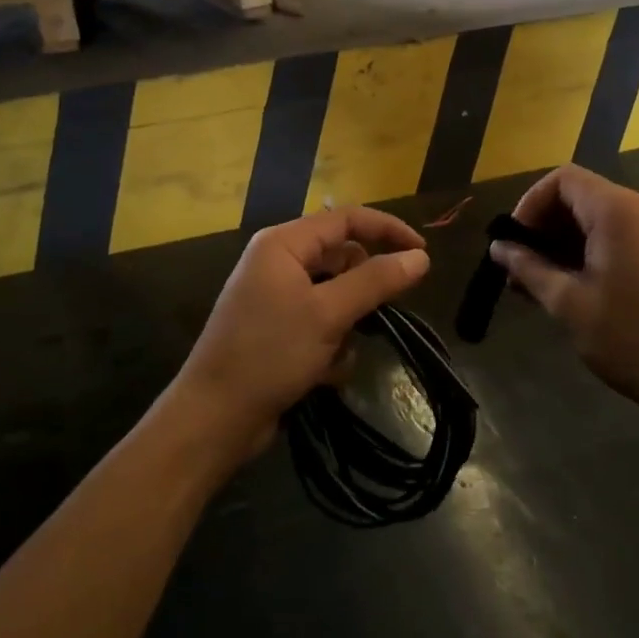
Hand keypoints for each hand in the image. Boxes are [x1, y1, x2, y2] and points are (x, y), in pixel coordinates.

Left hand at [162, 208, 429, 468]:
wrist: (215, 418)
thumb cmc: (269, 353)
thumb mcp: (328, 314)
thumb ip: (376, 281)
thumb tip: (420, 257)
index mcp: (283, 244)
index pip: (347, 219)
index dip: (388, 231)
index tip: (424, 254)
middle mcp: (279, 263)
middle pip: (342, 259)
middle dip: (363, 291)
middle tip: (380, 315)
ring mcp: (277, 298)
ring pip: (336, 296)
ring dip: (347, 325)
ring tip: (338, 353)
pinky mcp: (279, 331)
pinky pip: (321, 324)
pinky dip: (330, 346)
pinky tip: (323, 373)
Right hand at [490, 165, 638, 433]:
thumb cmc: (632, 340)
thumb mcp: (569, 305)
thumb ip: (529, 268)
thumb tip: (498, 248)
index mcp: (621, 210)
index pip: (563, 179)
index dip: (530, 204)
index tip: (514, 243)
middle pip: (583, 196)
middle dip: (546, 227)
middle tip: (521, 270)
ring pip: (603, 216)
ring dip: (569, 241)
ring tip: (543, 283)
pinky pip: (626, 231)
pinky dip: (596, 248)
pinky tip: (578, 284)